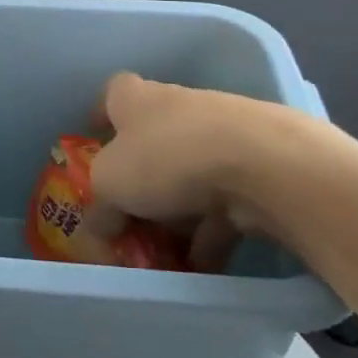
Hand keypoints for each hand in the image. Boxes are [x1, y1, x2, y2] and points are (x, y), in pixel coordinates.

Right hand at [89, 73, 357, 246]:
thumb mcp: (111, 185)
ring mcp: (221, 134)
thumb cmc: (166, 158)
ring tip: (168, 254)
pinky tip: (205, 264)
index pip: (112, 93)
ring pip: (190, 174)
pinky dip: (213, 231)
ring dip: (179, 212)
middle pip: (152, 139)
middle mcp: (178, 107)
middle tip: (129, 216)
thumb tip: (98, 227)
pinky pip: (225, 201)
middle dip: (141, 180)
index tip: (95, 140)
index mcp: (136, 99)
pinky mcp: (257, 165)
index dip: (101, 115)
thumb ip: (100, 206)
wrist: (262, 164)